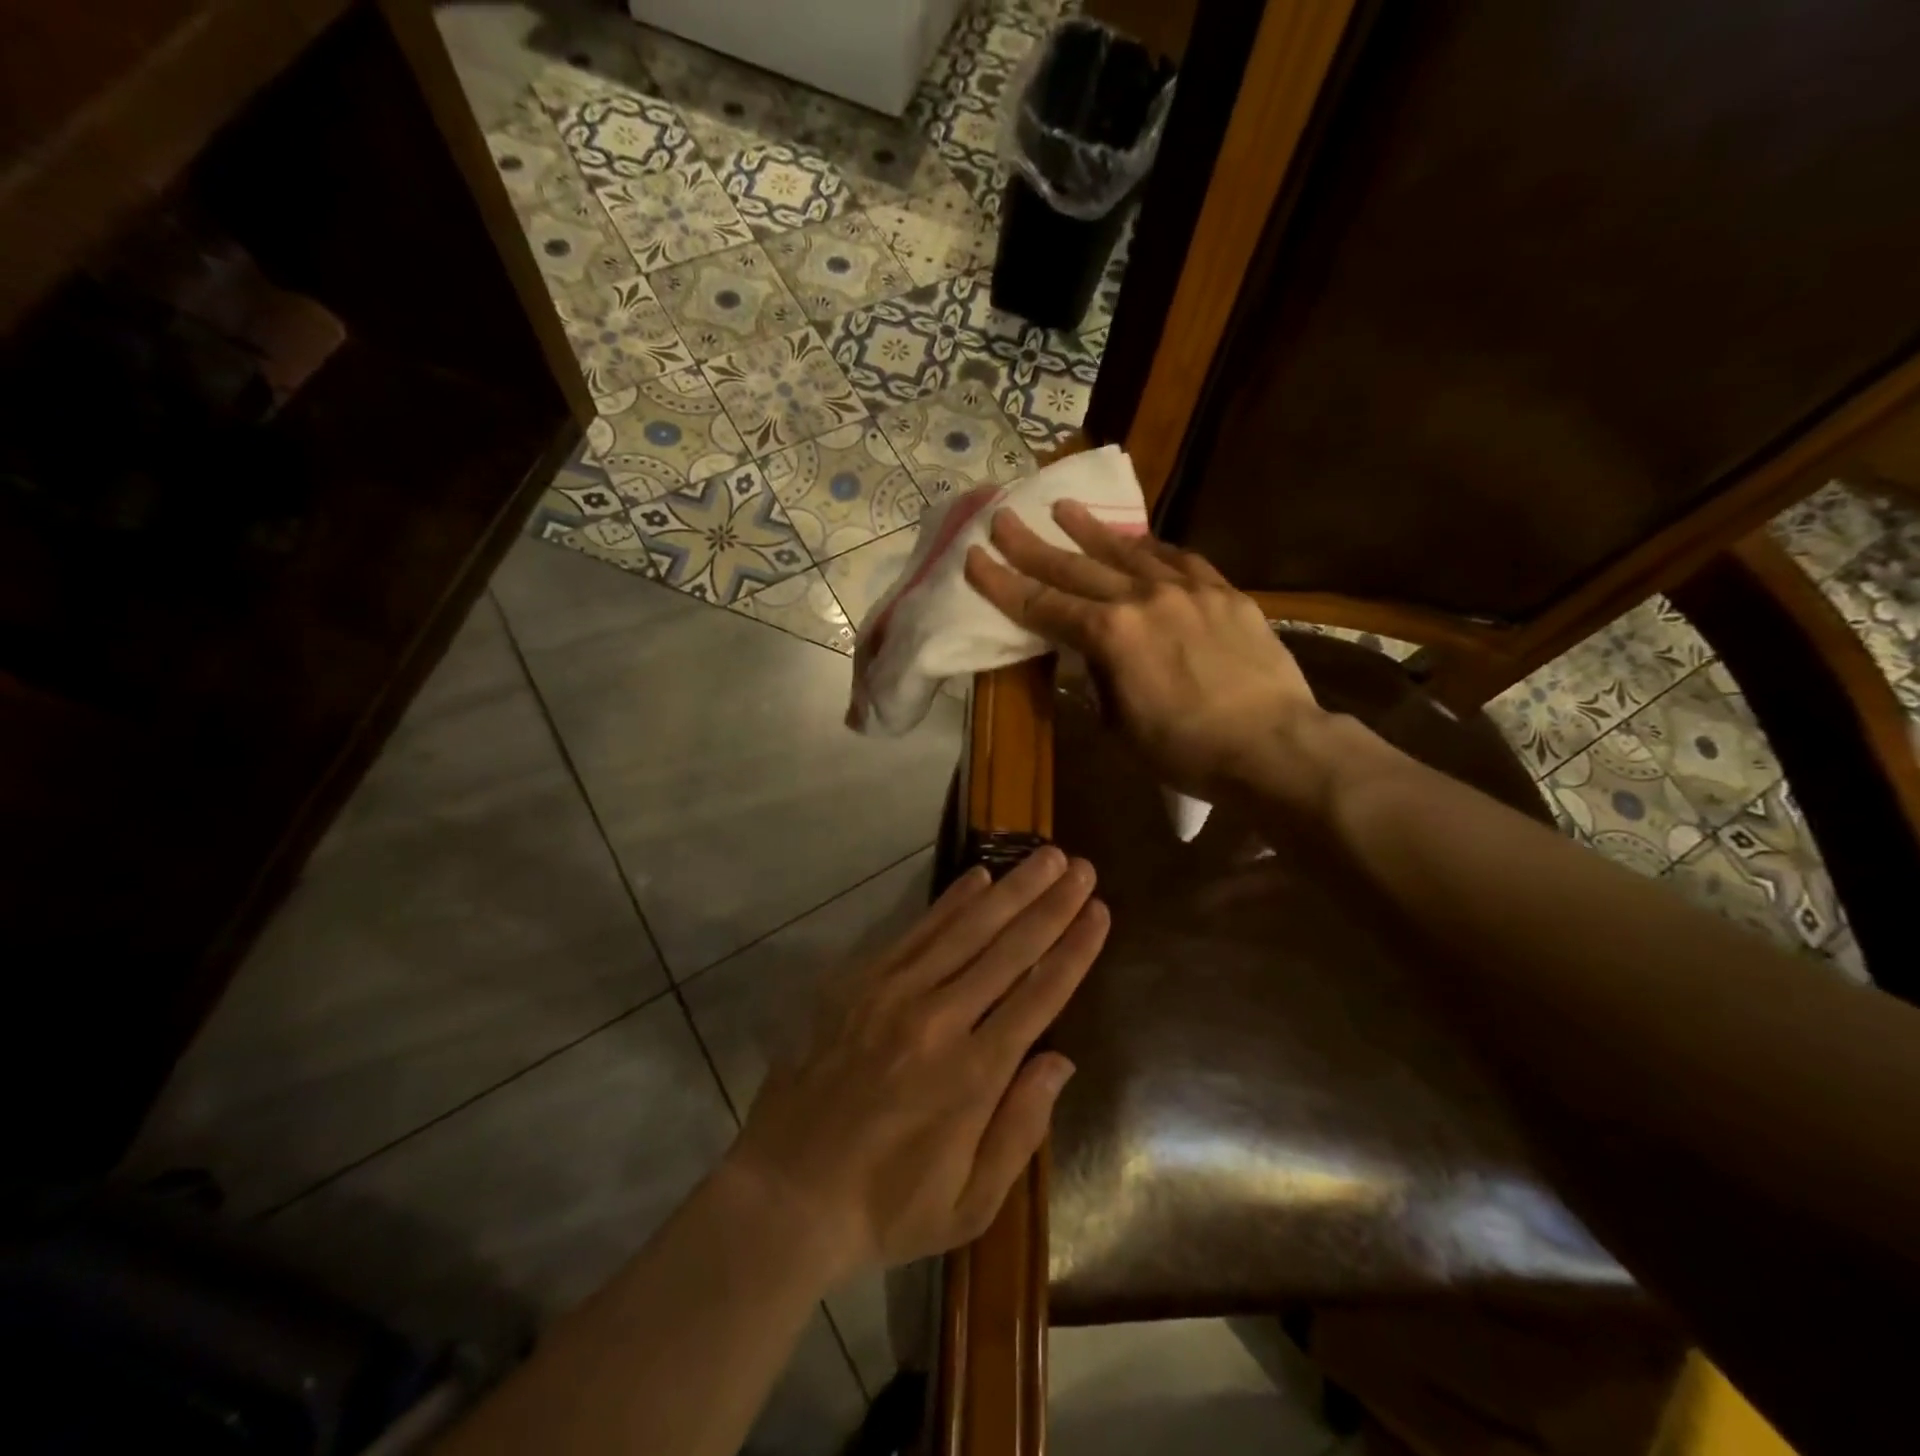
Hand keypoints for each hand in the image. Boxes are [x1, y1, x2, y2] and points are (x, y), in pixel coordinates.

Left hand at [727, 848, 1106, 1278]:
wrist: (786, 1192)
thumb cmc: (886, 1206)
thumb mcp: (969, 1202)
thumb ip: (1020, 1128)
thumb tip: (1060, 1060)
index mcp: (973, 1075)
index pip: (1039, 995)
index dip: (1073, 950)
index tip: (1099, 912)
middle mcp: (939, 1020)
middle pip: (1008, 949)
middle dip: (1051, 905)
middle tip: (1081, 866)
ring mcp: (894, 994)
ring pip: (966, 928)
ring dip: (1011, 889)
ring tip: (1044, 856)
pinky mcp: (859, 983)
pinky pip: (916, 932)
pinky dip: (950, 901)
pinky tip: (978, 877)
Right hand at [965, 501, 1320, 796]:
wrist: (1273, 745)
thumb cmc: (1186, 750)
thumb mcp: (1120, 726)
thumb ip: (1099, 681)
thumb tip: (1090, 659)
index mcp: (1110, 635)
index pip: (1042, 604)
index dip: (1002, 582)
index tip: (974, 556)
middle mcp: (1143, 598)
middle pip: (1076, 568)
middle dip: (1033, 544)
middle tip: (1002, 518)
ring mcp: (1188, 589)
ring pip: (1129, 552)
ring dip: (1092, 531)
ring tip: (1065, 508)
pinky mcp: (1224, 593)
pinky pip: (1181, 560)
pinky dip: (1152, 548)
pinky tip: (1140, 541)